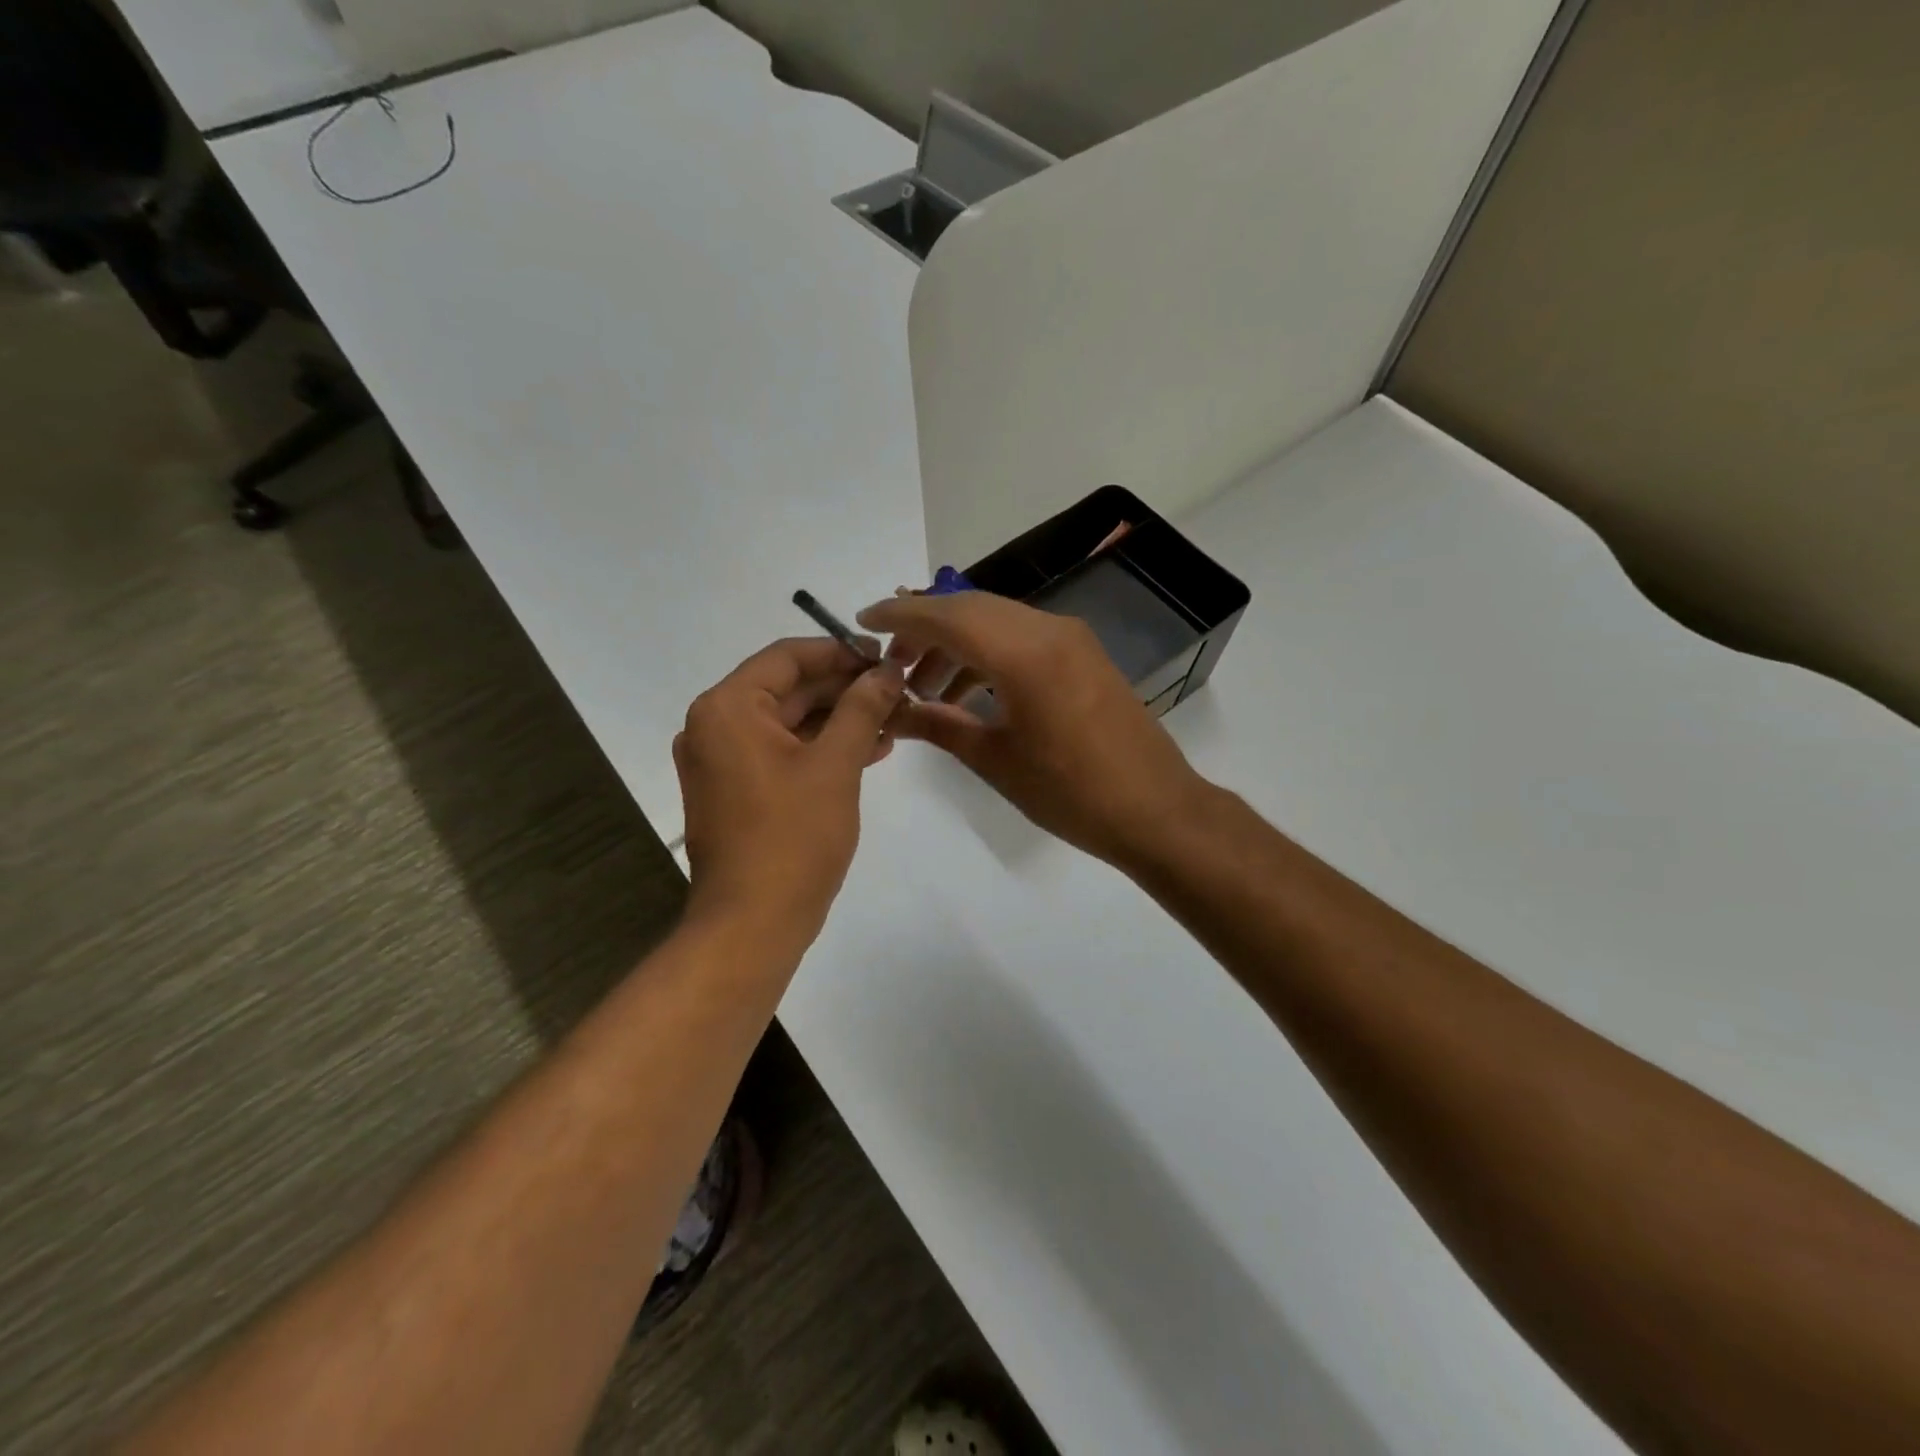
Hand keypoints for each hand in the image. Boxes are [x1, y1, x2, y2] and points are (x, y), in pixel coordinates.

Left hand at [675, 638, 904, 947]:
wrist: (752, 923)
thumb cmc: (793, 837)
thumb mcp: (836, 765)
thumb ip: (862, 708)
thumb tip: (888, 671)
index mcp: (728, 708)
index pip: (788, 657)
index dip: (841, 652)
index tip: (886, 658)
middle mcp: (714, 726)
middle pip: (787, 689)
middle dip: (844, 690)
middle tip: (897, 692)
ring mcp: (721, 761)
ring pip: (788, 723)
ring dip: (838, 720)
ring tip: (892, 723)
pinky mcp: (734, 791)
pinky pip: (780, 753)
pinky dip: (819, 749)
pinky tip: (867, 751)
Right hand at [856, 592, 1206, 865]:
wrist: (1156, 810)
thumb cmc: (1071, 793)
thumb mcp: (996, 760)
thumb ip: (940, 726)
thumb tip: (894, 711)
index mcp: (1024, 654)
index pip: (947, 615)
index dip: (900, 616)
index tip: (861, 622)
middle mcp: (1049, 630)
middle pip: (971, 608)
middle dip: (924, 628)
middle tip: (891, 662)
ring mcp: (1071, 639)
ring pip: (997, 620)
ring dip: (956, 642)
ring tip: (924, 686)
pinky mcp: (1083, 655)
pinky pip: (1022, 637)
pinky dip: (987, 653)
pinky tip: (967, 690)